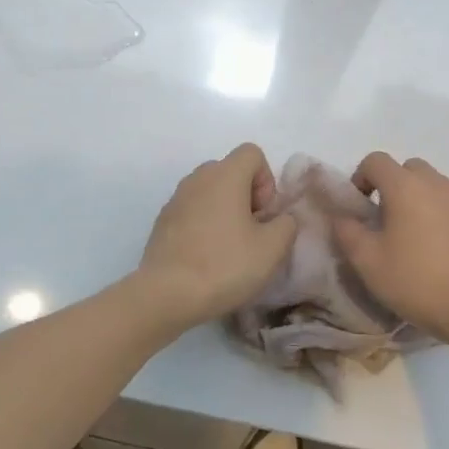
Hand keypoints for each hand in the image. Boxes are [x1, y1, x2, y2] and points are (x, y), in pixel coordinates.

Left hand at [138, 145, 298, 326]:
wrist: (166, 294)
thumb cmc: (224, 265)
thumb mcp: (272, 248)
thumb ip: (286, 224)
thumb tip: (280, 218)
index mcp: (225, 175)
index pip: (252, 153)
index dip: (266, 180)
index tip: (263, 214)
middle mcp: (198, 178)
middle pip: (231, 171)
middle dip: (246, 196)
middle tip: (251, 232)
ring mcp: (176, 199)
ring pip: (210, 192)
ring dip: (225, 211)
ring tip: (229, 248)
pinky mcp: (162, 221)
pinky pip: (192, 211)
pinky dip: (203, 225)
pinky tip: (206, 258)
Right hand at [333, 153, 448, 349]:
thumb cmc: (416, 280)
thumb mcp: (367, 261)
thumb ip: (347, 232)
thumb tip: (342, 217)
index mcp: (405, 186)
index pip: (375, 160)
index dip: (360, 178)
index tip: (358, 208)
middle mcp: (434, 184)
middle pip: (406, 168)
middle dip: (390, 185)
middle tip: (382, 219)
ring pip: (430, 185)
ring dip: (414, 199)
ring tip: (407, 236)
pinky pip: (447, 205)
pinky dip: (435, 215)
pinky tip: (433, 251)